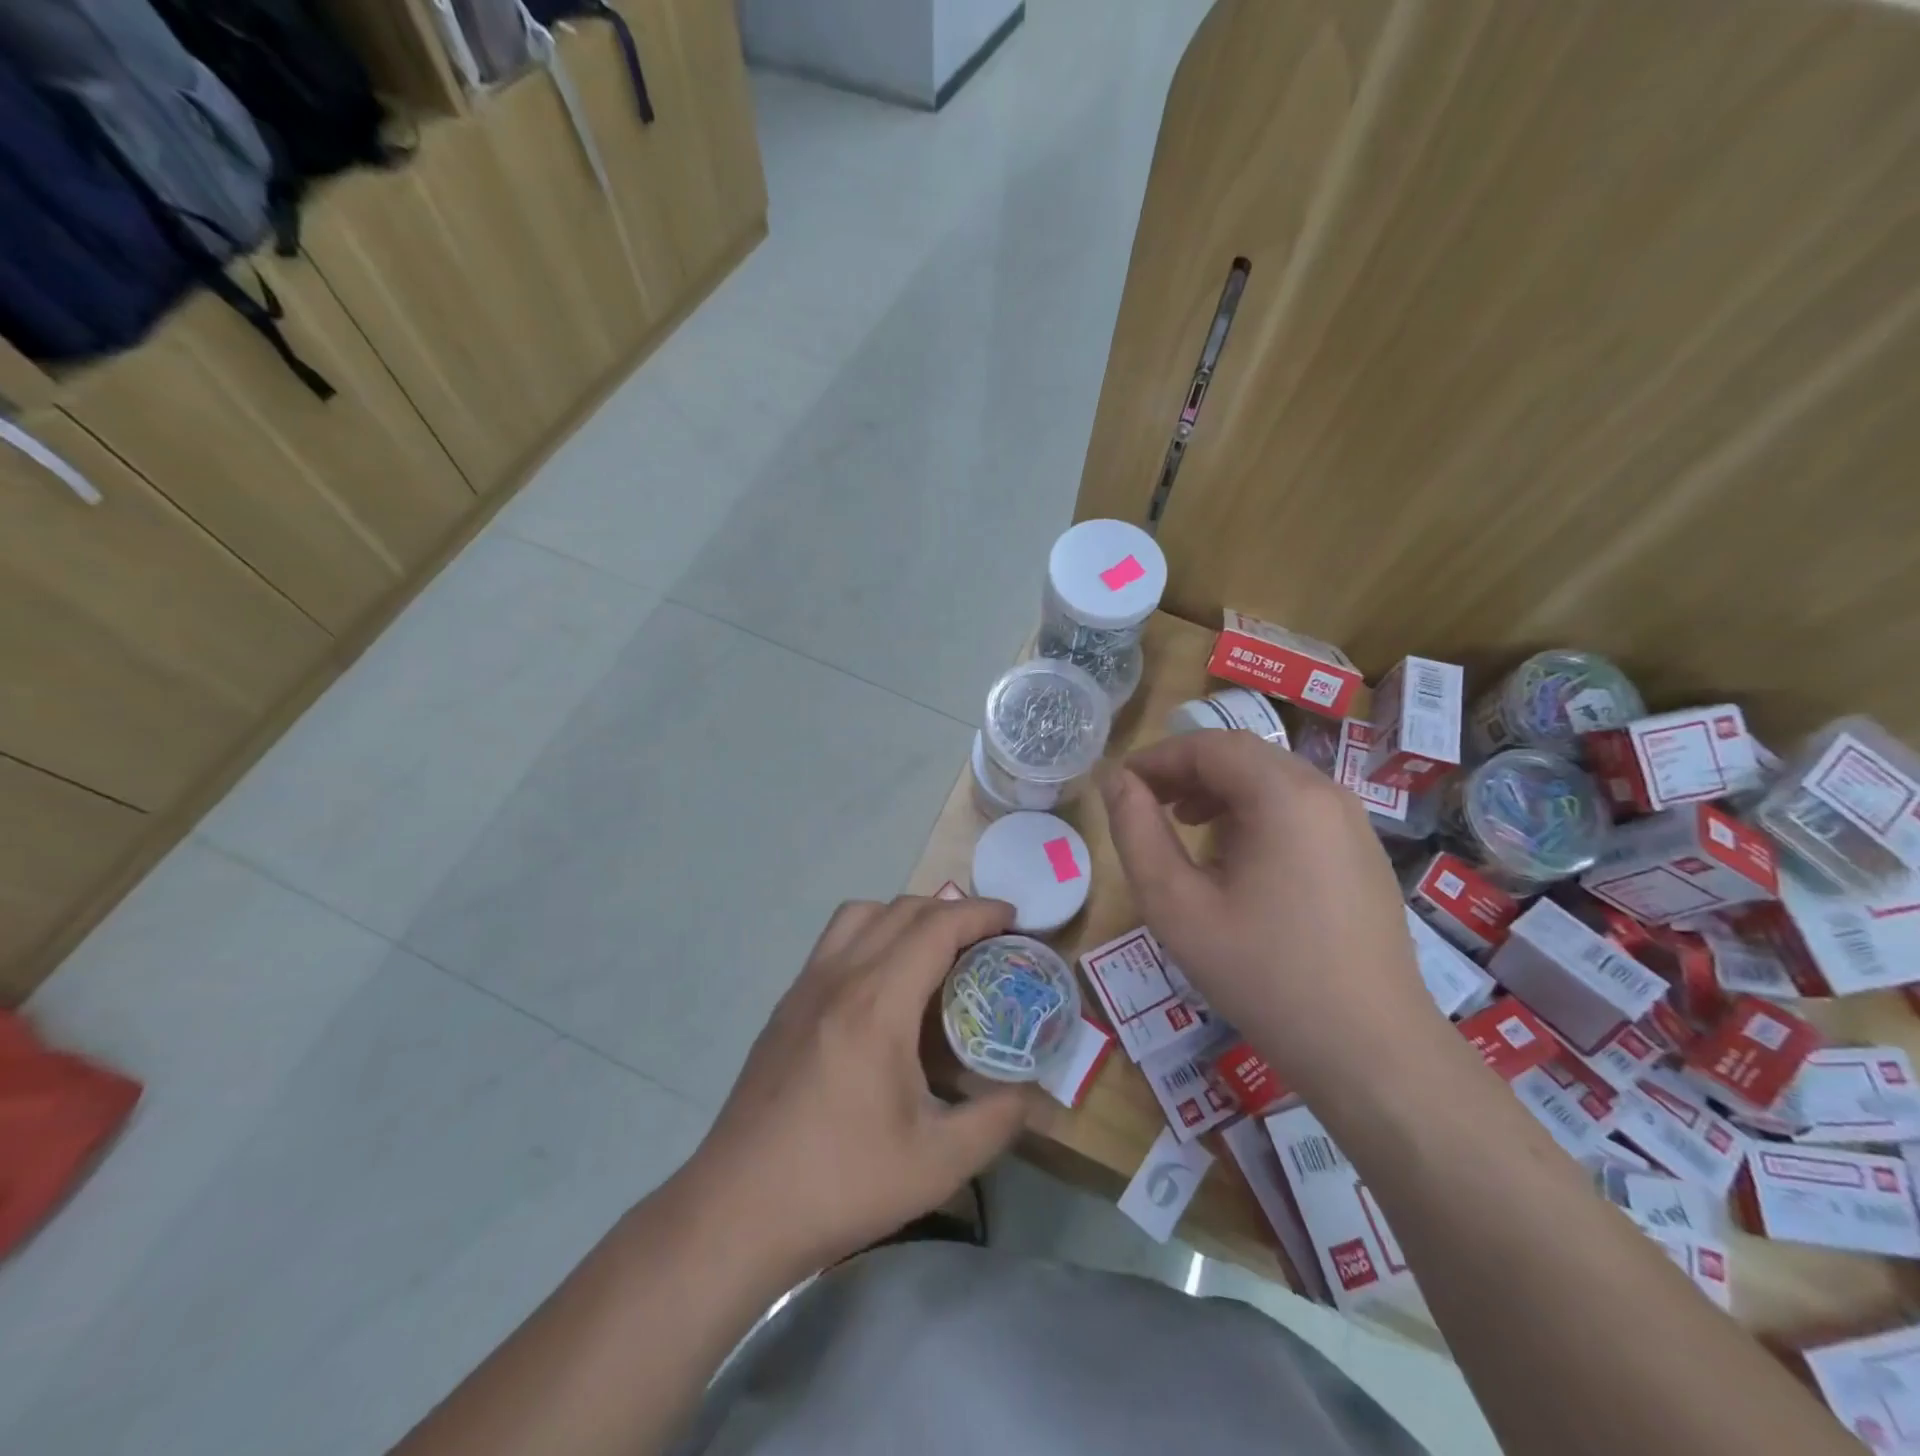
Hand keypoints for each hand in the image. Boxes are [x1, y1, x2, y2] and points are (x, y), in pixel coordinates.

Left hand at [674, 896, 1034, 1282]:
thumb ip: (997, 1120)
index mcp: (878, 1003)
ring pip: (861, 914)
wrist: (737, 1210)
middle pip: (902, 909)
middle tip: (986, 938)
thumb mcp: (937, 1164)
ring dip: (905, 915)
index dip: (980, 913)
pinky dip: (872, 935)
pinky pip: (836, 941)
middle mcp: (840, 976)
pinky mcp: (786, 1005)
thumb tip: (1031, 1093)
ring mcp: (805, 986)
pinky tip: (884, 987)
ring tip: (934, 951)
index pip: (937, 926)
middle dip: (951, 910)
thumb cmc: (841, 1182)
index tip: (1014, 919)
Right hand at [1099, 730, 1443, 1100]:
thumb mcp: (1176, 905)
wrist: (1370, 1051)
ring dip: (1219, 790)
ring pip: (1272, 780)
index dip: (1157, 758)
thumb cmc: (1262, 975)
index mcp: (1284, 796)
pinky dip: (1254, 813)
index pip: (1209, 745)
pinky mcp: (1362, 853)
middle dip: (1187, 772)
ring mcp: (1352, 823)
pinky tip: (1234, 857)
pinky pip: (1298, 809)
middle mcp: (1326, 793)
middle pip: (1243, 756)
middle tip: (1145, 804)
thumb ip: (1137, 833)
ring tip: (1183, 826)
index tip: (1120, 786)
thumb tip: (1116, 781)